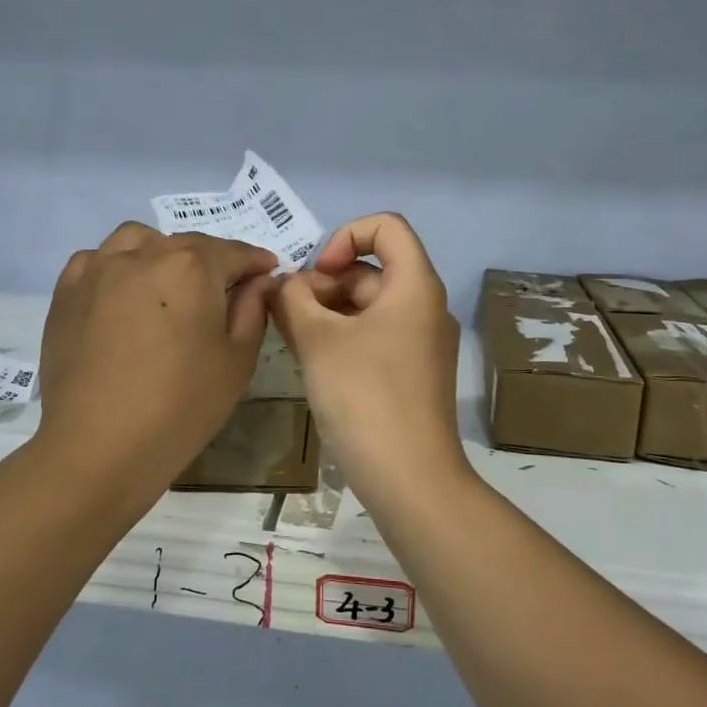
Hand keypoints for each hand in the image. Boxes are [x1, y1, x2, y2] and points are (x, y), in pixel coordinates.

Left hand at [36, 223, 277, 501]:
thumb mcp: (236, 362)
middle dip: (212, 260)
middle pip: (186, 244)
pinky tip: (121, 294)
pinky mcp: (66, 292)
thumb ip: (252, 311)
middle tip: (223, 289)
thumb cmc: (181, 407)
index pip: (233, 252)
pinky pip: (94, 260)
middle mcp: (144, 254)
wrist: (99, 447)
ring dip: (160, 252)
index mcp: (192, 267)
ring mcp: (99, 270)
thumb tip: (260, 281)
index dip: (255, 261)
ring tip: (167, 283)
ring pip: (137, 240)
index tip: (267, 271)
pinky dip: (114, 266)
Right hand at [269, 213, 464, 496]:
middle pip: (371, 270)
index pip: (386, 227)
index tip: (316, 274)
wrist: (410, 478)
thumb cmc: (365, 395)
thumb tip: (281, 284)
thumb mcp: (318, 340)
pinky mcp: (412, 374)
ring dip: (327, 312)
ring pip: (368, 307)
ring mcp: (421, 343)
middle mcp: (425, 307)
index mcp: (415, 286)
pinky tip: (311, 361)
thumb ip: (292, 300)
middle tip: (289, 315)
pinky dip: (342, 338)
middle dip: (324, 283)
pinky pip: (374, 337)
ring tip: (292, 339)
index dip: (345, 237)